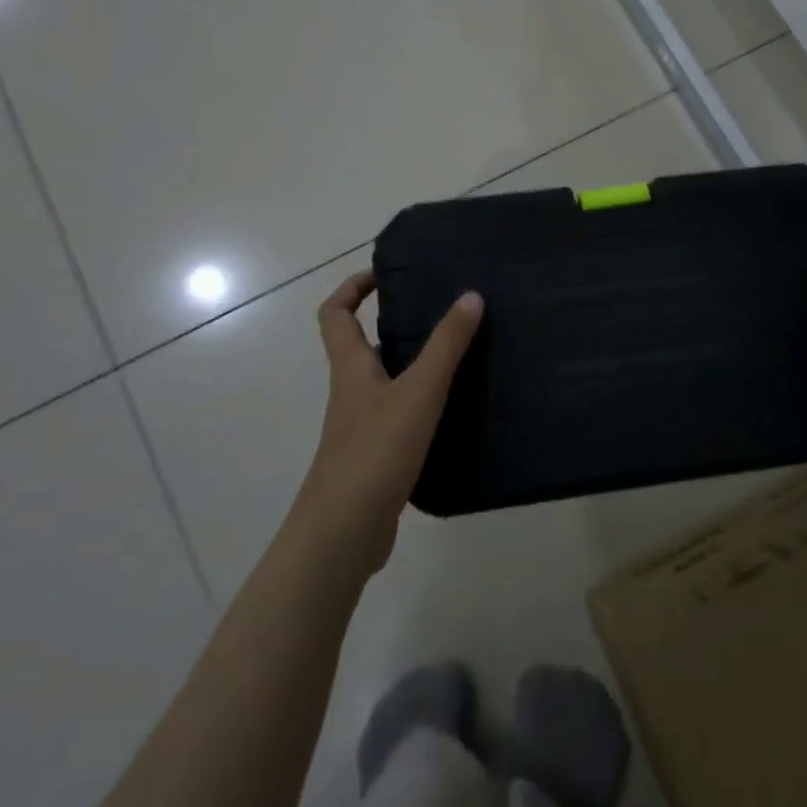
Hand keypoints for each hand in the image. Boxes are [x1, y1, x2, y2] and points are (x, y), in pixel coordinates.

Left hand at [295, 271, 483, 574]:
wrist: (344, 532)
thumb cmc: (376, 450)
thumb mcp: (419, 391)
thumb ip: (446, 345)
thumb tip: (471, 295)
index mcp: (351, 368)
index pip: (335, 314)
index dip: (353, 288)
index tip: (385, 275)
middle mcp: (352, 392)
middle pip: (361, 346)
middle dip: (394, 324)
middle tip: (441, 312)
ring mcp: (362, 427)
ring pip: (385, 382)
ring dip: (413, 365)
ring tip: (459, 355)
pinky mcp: (377, 456)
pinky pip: (400, 416)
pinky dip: (423, 404)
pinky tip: (457, 409)